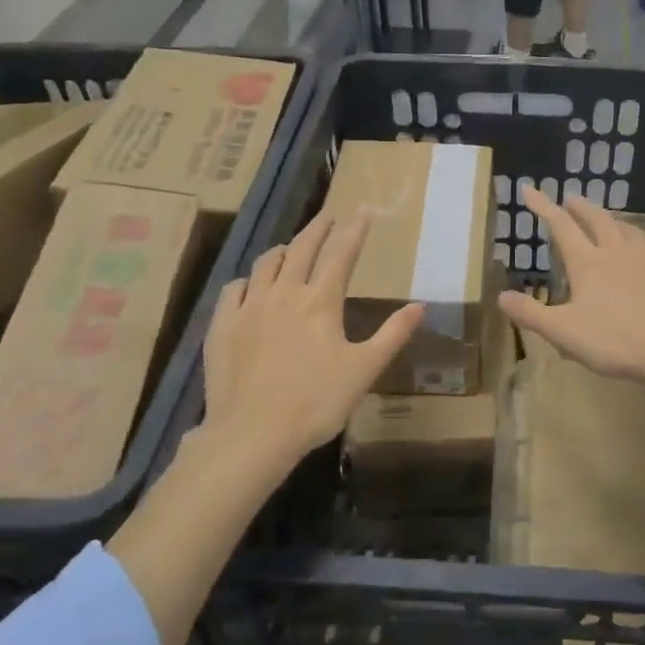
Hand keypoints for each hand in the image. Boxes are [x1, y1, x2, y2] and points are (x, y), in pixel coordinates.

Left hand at [203, 211, 422, 478]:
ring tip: (291, 246)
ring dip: (283, 250)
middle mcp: (284, 293)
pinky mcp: (223, 326)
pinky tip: (250, 285)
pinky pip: (234, 289)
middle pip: (302, 249)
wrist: (254, 433)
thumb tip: (421, 306)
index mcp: (321, 301)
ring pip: (265, 264)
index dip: (354, 231)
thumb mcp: (365, 370)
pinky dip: (248, 280)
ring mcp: (249, 307)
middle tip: (328, 216)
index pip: (341, 254)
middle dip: (318, 229)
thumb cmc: (317, 402)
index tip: (363, 212)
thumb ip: (393, 334)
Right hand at [498, 187, 644, 386]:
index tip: (530, 190)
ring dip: (615, 221)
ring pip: (630, 231)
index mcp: (589, 263)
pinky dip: (642, 248)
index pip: (561, 227)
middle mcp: (618, 253)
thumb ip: (531, 314)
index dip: (543, 206)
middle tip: (571, 198)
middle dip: (581, 207)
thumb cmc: (614, 341)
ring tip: (610, 220)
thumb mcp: (563, 332)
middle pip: (598, 220)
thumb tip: (501, 296)